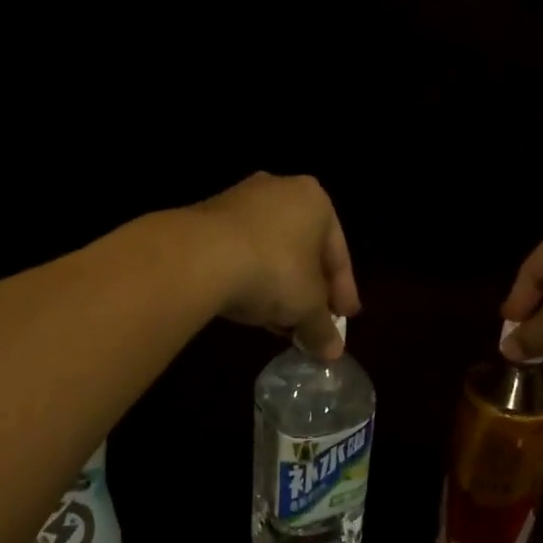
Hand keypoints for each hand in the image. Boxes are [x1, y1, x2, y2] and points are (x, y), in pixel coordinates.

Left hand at [187, 173, 361, 359]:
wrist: (199, 257)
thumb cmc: (273, 271)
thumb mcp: (307, 306)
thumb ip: (323, 328)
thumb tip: (332, 352)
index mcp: (314, 200)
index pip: (338, 253)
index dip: (343, 292)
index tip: (343, 320)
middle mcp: (279, 189)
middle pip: (303, 250)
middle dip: (308, 289)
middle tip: (311, 322)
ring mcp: (239, 200)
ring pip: (270, 251)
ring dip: (278, 287)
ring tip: (280, 322)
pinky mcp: (206, 217)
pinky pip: (240, 252)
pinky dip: (249, 278)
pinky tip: (249, 306)